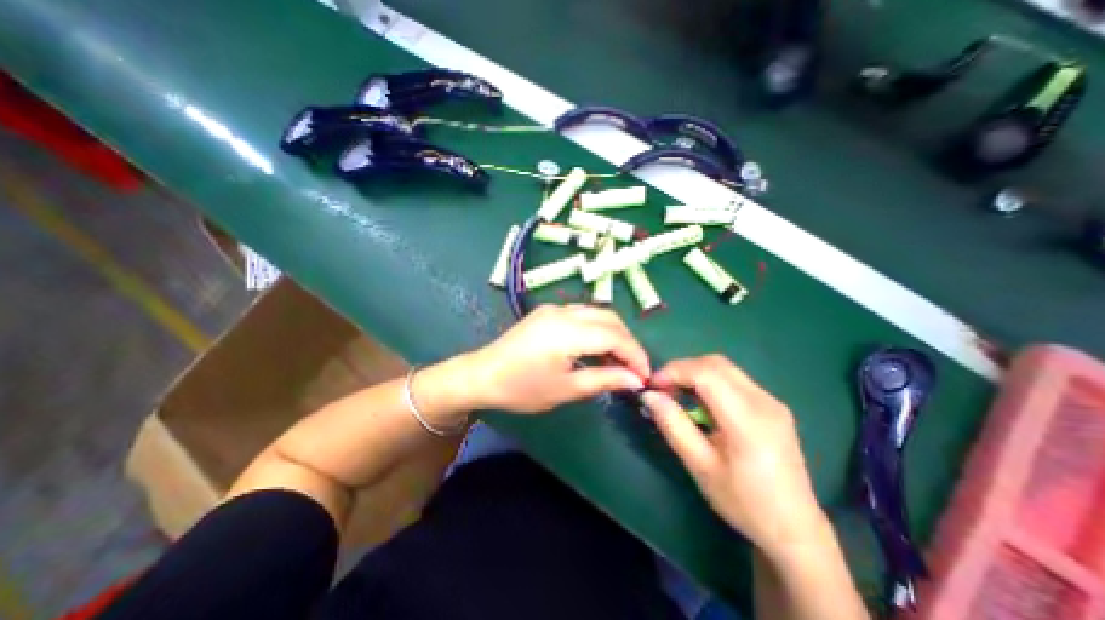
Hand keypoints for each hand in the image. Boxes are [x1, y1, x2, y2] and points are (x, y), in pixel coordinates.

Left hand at [464, 304, 649, 411]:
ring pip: (597, 313)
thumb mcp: (566, 389)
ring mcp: (554, 309)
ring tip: (619, 361)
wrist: (483, 375)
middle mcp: (563, 312)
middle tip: (634, 368)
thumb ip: (604, 379)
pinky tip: (597, 348)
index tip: (646, 376)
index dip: (635, 355)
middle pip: (609, 318)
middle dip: (628, 342)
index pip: (614, 336)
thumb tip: (636, 380)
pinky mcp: (547, 312)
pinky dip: (597, 329)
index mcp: (567, 331)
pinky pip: (582, 315)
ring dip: (614, 334)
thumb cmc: (522, 388)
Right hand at [641, 356, 829, 559]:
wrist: (795, 529)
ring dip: (695, 373)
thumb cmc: (743, 503)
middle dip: (682, 369)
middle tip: (662, 389)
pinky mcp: (772, 405)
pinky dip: (710, 381)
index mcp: (748, 420)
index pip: (706, 374)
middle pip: (715, 364)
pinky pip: (734, 379)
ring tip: (677, 394)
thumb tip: (649, 395)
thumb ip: (673, 426)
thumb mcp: (700, 467)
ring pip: (724, 368)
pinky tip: (701, 403)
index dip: (674, 371)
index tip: (652, 386)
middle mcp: (764, 401)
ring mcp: (772, 401)